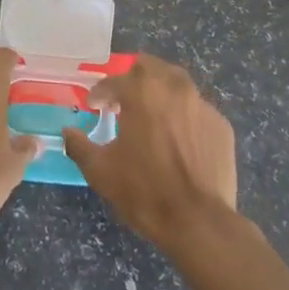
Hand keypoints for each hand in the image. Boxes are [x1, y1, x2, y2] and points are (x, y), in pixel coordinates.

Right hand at [63, 53, 237, 254]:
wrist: (199, 222)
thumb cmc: (145, 191)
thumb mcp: (101, 171)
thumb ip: (79, 146)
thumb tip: (67, 133)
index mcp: (142, 92)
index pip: (114, 81)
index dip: (100, 92)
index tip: (94, 104)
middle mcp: (174, 87)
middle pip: (150, 67)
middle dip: (133, 79)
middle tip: (124, 100)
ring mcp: (202, 104)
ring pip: (177, 83)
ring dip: (161, 91)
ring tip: (153, 114)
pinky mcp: (221, 125)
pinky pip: (197, 110)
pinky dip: (184, 116)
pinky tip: (179, 139)